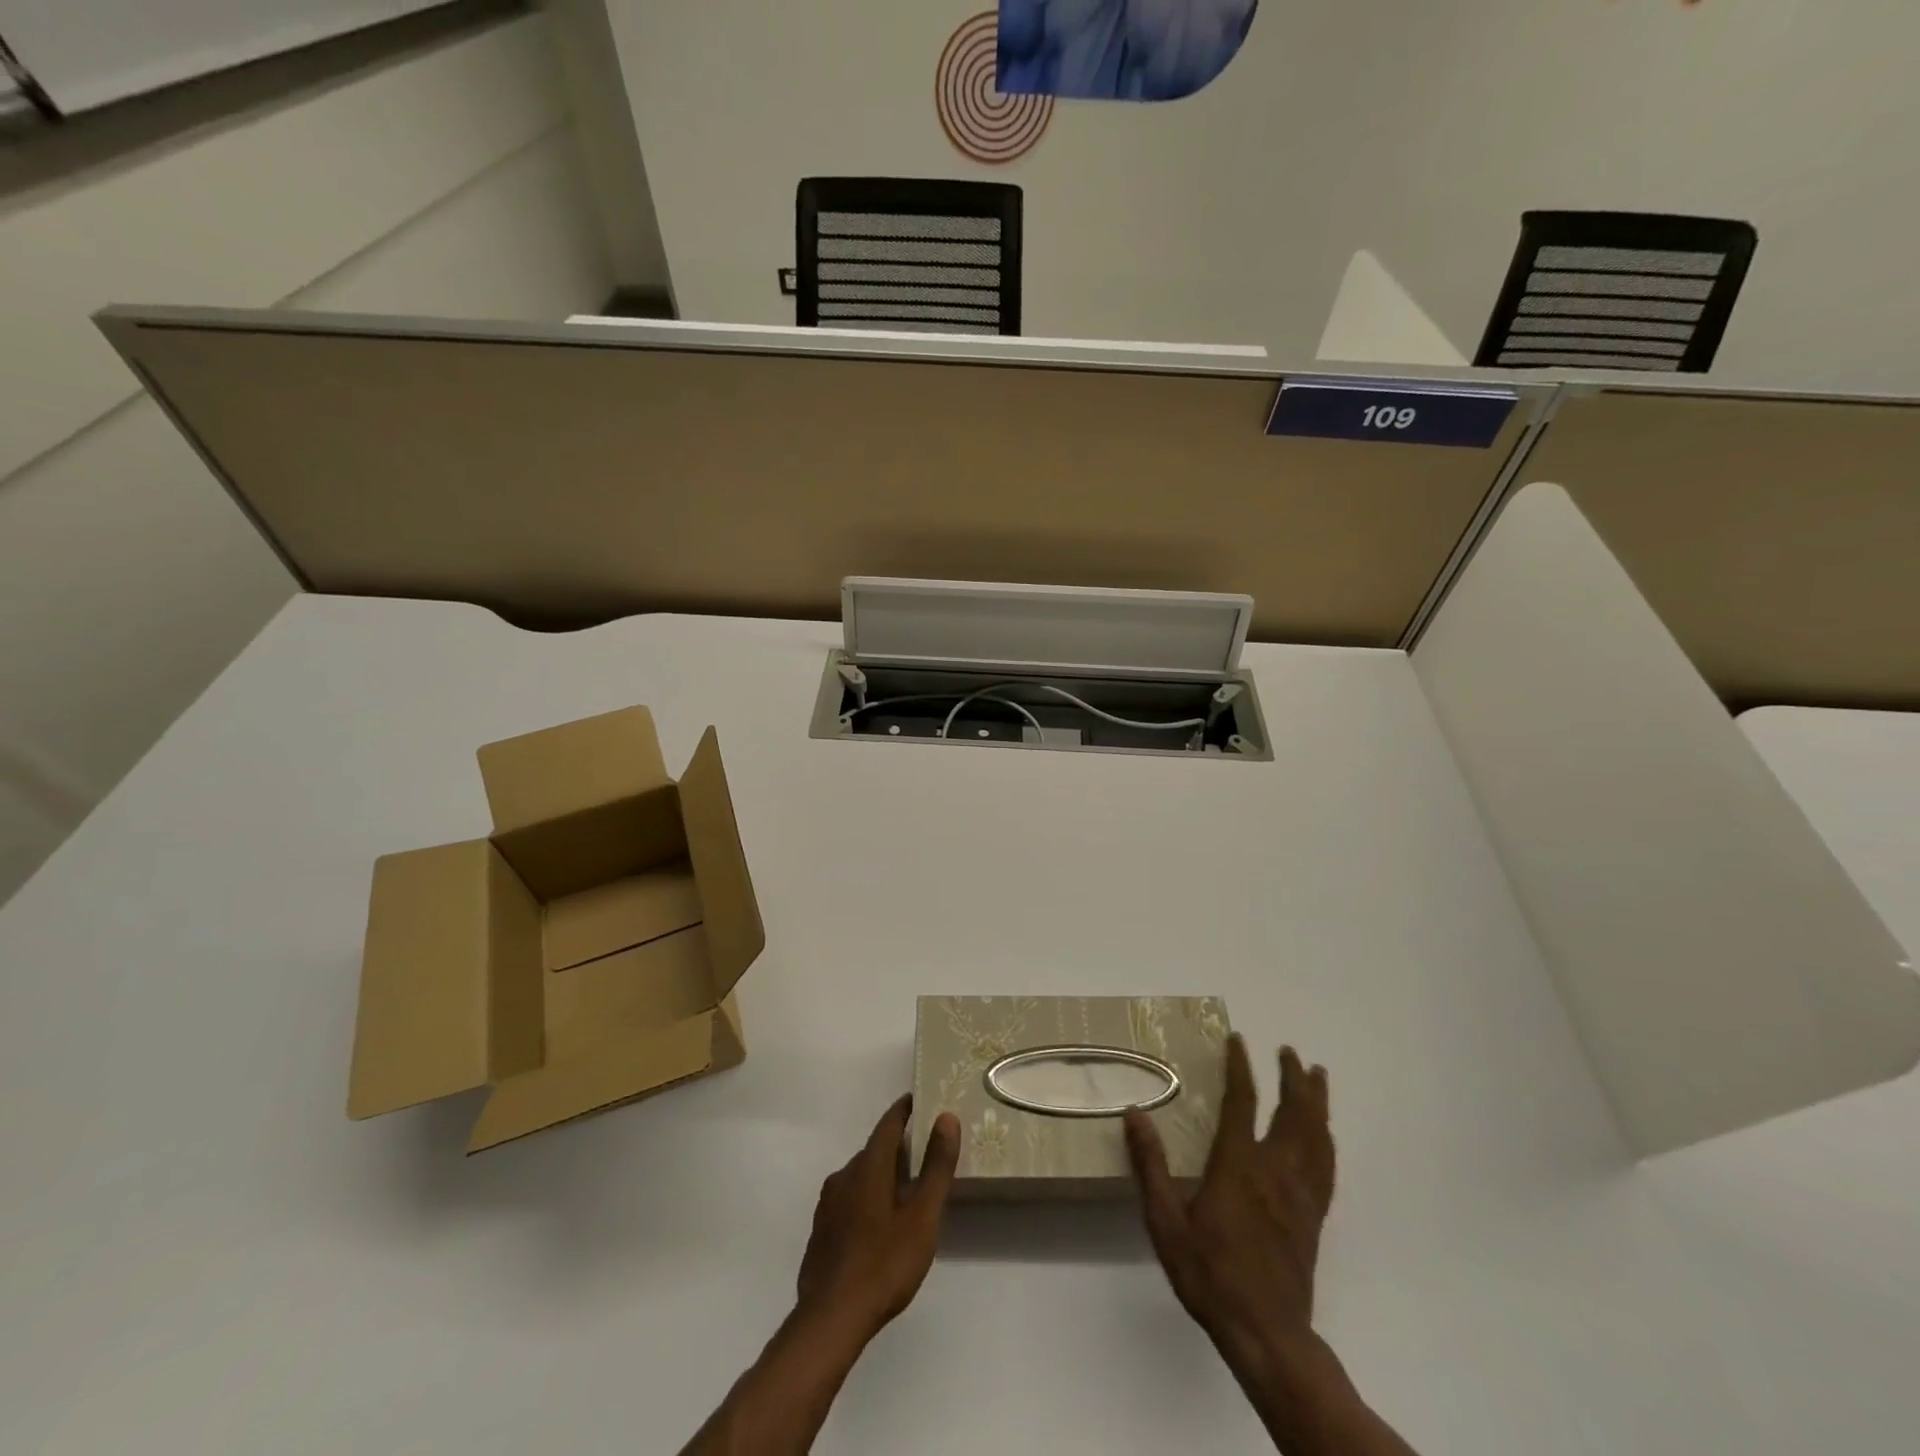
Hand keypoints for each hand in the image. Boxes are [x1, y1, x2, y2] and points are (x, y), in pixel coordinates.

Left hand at [796, 1095, 961, 1339]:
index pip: (888, 1123)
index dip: (904, 1110)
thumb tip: (946, 1118)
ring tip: (907, 1190)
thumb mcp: (922, 1217)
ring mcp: (828, 1204)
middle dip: (898, 1147)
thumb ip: (935, 1167)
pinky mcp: (822, 1230)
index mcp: (868, 1166)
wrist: (831, 1319)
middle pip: (875, 1150)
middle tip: (924, 1153)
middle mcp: (844, 1175)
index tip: (920, 1101)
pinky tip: (880, 1223)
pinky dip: (868, 1198)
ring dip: (882, 1175)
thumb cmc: (884, 1264)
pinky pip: (849, 1200)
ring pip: (861, 1176)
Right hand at [1125, 1036, 1334, 1364]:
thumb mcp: (1165, 1221)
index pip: (1242, 1102)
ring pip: (1316, 1136)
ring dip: (1316, 1102)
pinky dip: (1326, 1140)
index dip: (1240, 1068)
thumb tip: (1134, 1114)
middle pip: (1292, 1113)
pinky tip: (1325, 1135)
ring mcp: (1299, 1194)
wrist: (1266, 1333)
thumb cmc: (1209, 1273)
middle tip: (1289, 1052)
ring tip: (1317, 1076)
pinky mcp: (1313, 1217)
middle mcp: (1274, 1171)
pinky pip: (1326, 1167)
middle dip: (1292, 1078)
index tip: (1238, 1041)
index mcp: (1238, 1165)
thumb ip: (1150, 1165)